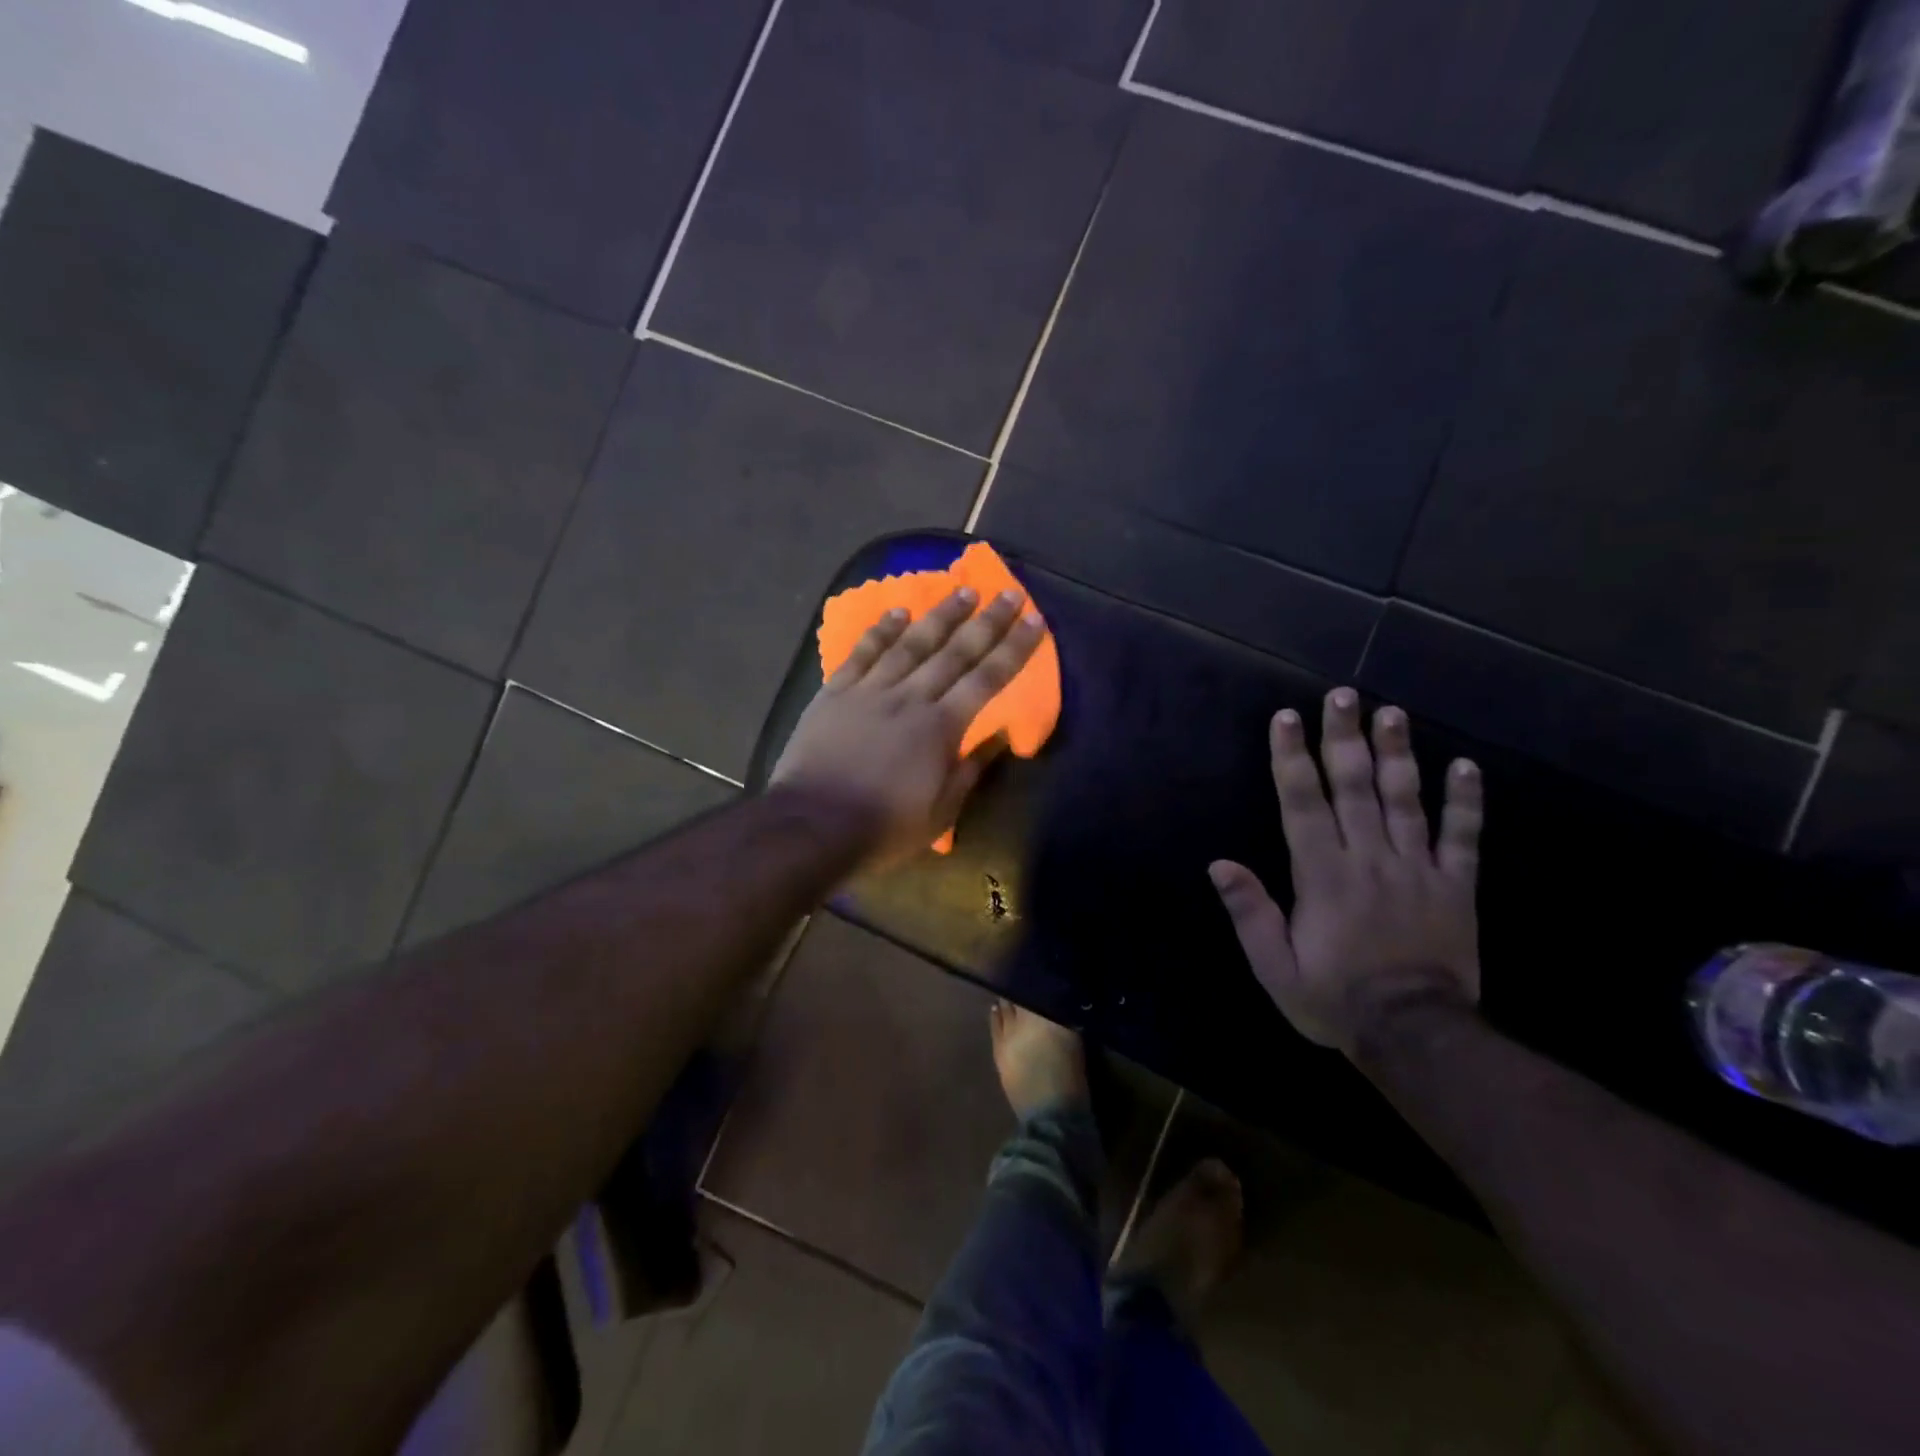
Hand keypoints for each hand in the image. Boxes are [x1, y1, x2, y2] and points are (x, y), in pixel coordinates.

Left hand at [771, 585, 1045, 866]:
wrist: (812, 826)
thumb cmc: (883, 827)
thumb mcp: (939, 813)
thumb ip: (969, 770)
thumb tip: (999, 735)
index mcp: (940, 727)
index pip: (987, 679)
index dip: (1013, 649)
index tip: (1033, 620)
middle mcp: (910, 698)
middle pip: (954, 652)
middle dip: (986, 621)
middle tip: (1008, 593)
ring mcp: (870, 691)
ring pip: (910, 644)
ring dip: (939, 615)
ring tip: (962, 591)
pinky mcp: (835, 693)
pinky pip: (861, 653)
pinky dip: (880, 630)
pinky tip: (896, 610)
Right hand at [1209, 688, 1483, 1054]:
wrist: (1416, 1035)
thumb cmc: (1335, 999)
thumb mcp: (1275, 967)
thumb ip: (1250, 912)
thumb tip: (1219, 864)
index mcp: (1323, 875)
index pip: (1303, 804)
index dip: (1292, 759)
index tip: (1287, 718)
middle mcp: (1369, 859)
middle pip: (1355, 787)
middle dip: (1344, 738)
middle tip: (1343, 694)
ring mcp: (1417, 869)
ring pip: (1406, 800)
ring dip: (1398, 754)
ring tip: (1393, 713)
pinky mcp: (1455, 886)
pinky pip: (1464, 838)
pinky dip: (1466, 802)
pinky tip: (1466, 766)